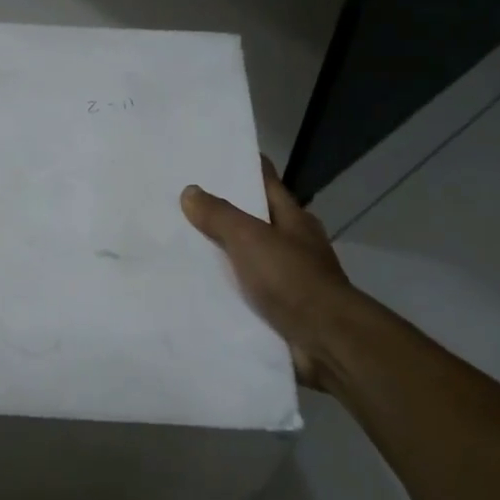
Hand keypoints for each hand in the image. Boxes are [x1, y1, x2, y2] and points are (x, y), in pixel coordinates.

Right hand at [181, 156, 355, 388]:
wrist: (324, 340)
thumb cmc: (291, 279)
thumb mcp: (251, 239)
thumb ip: (220, 216)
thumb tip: (190, 191)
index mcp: (293, 219)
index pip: (265, 182)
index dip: (242, 167)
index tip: (210, 158)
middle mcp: (292, 244)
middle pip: (253, 220)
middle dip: (221, 212)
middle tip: (178, 203)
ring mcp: (286, 279)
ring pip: (245, 258)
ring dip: (219, 255)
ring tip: (176, 246)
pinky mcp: (277, 310)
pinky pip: (243, 292)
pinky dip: (223, 290)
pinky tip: (193, 289)